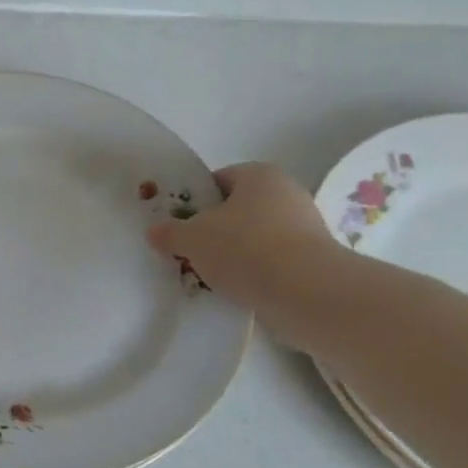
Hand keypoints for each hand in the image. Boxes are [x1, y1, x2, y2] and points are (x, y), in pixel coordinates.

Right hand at [146, 162, 349, 344]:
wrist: (306, 292)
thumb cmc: (244, 248)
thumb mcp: (191, 238)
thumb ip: (170, 232)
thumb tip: (155, 231)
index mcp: (259, 175)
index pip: (218, 180)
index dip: (194, 201)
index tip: (177, 224)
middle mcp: (287, 193)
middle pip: (236, 210)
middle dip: (211, 230)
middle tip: (187, 251)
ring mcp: (304, 227)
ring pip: (253, 237)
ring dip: (231, 254)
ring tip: (207, 275)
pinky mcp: (312, 260)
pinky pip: (270, 261)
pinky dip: (252, 272)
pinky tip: (233, 289)